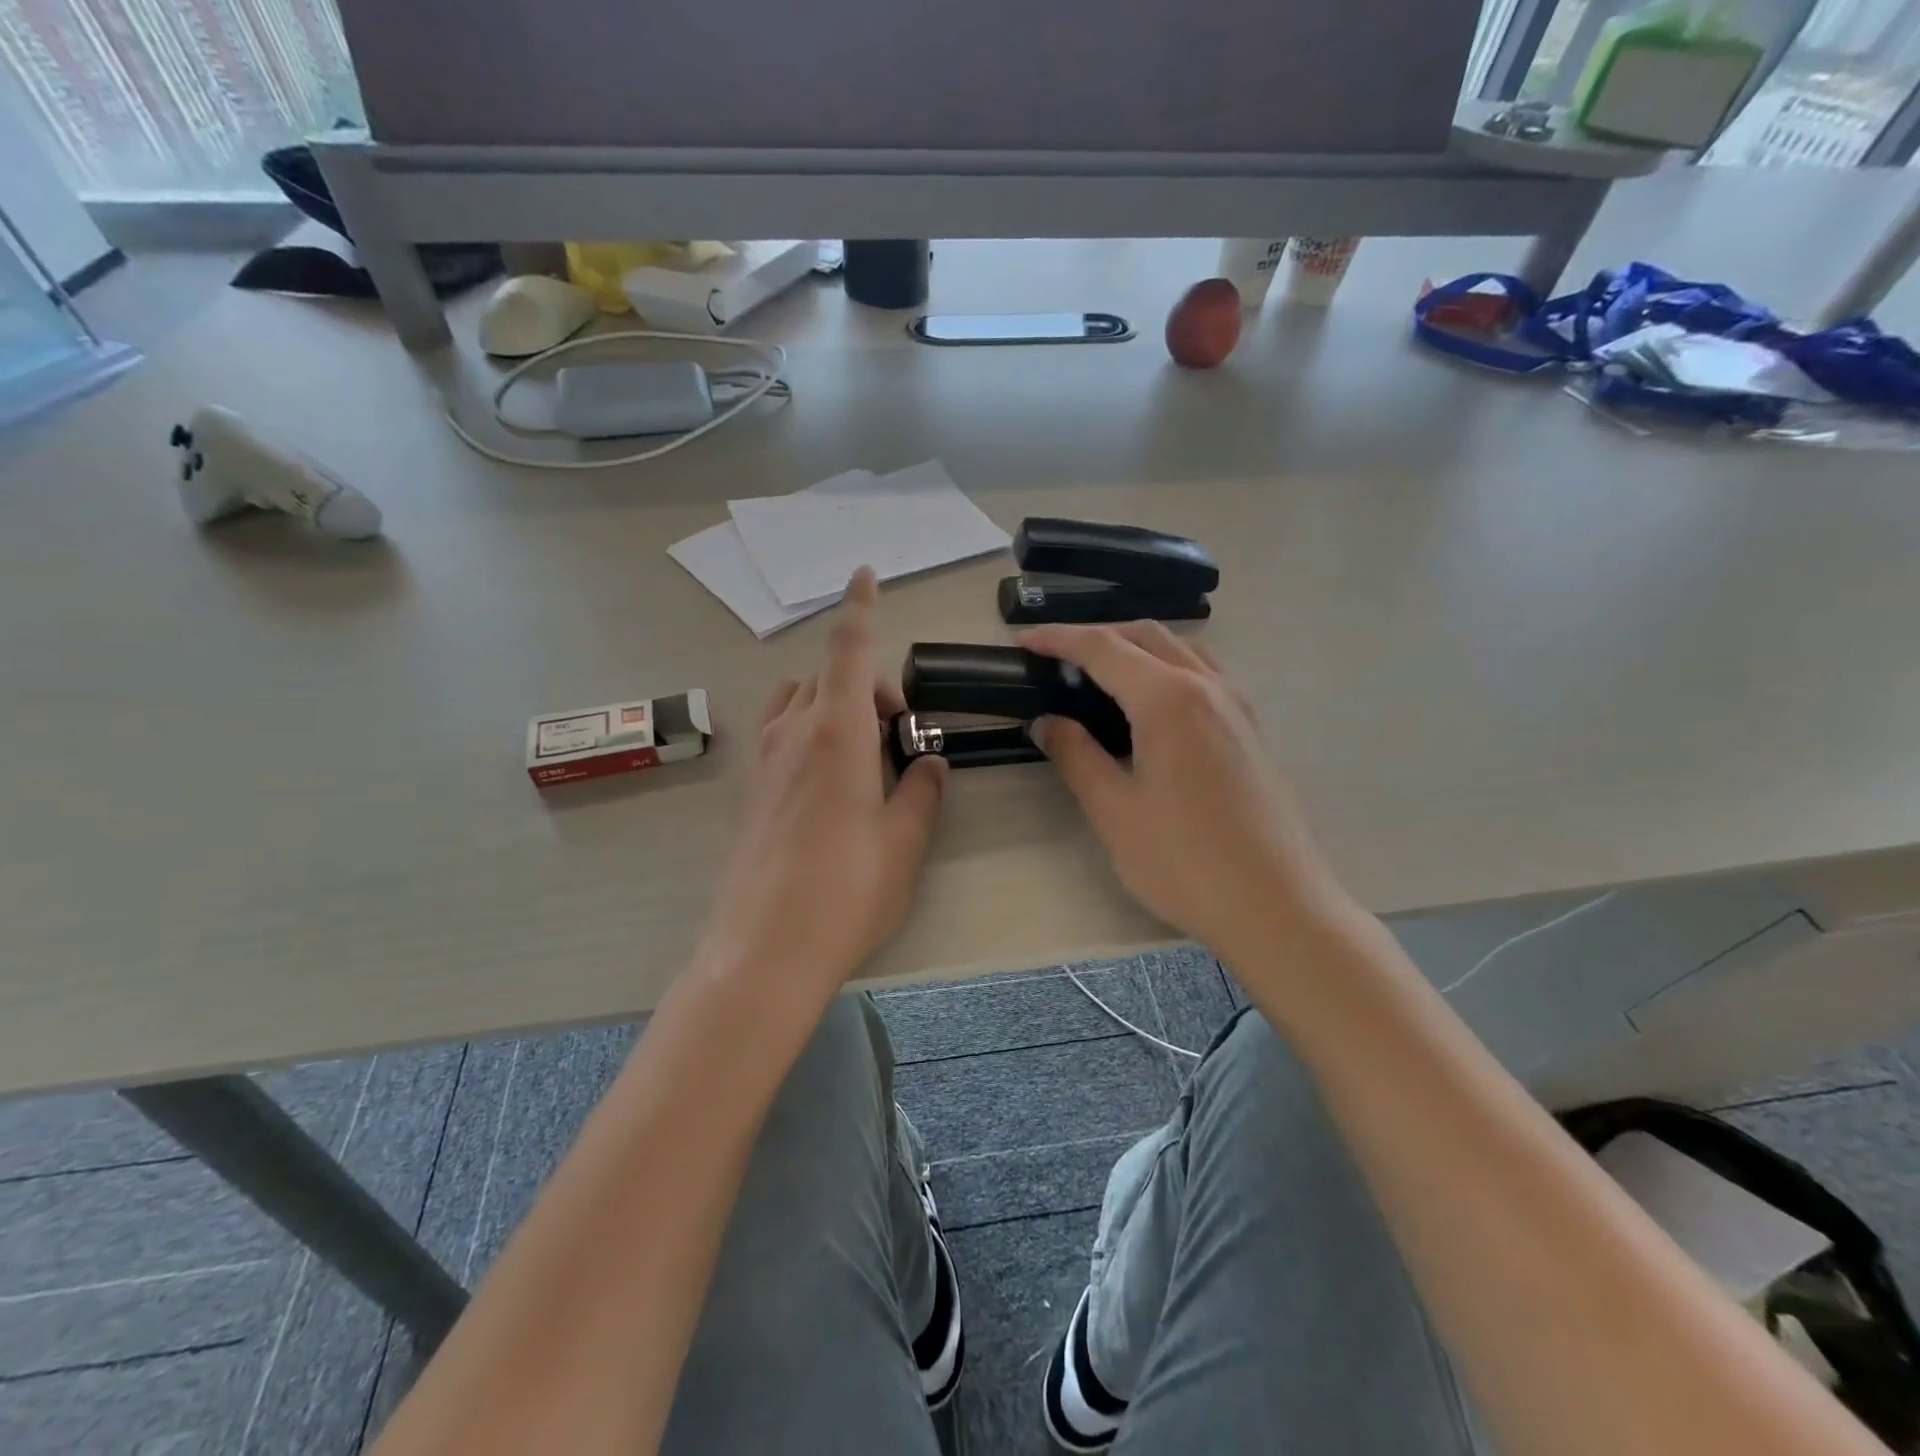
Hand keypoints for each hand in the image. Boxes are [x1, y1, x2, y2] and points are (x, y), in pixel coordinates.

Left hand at [700, 569, 947, 1003]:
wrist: (764, 952)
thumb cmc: (846, 893)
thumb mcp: (905, 842)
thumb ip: (922, 792)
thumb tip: (927, 764)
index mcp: (836, 733)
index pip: (849, 650)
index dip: (860, 607)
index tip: (863, 574)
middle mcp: (793, 734)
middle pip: (828, 675)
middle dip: (868, 683)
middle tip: (902, 735)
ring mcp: (764, 762)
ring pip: (797, 700)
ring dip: (832, 703)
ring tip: (863, 754)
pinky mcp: (750, 792)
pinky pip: (780, 734)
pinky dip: (808, 730)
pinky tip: (831, 781)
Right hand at [1023, 622, 1351, 961]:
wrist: (1275, 907)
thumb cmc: (1185, 861)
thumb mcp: (1114, 811)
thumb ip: (1076, 756)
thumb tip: (1047, 723)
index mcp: (1168, 700)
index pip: (1104, 649)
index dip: (1059, 640)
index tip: (1024, 642)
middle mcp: (1207, 687)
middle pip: (1146, 636)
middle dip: (1097, 636)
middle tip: (1056, 658)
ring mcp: (1236, 706)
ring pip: (1181, 648)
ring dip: (1136, 646)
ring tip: (1100, 673)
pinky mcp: (1250, 729)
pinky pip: (1204, 673)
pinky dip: (1167, 666)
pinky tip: (1152, 703)